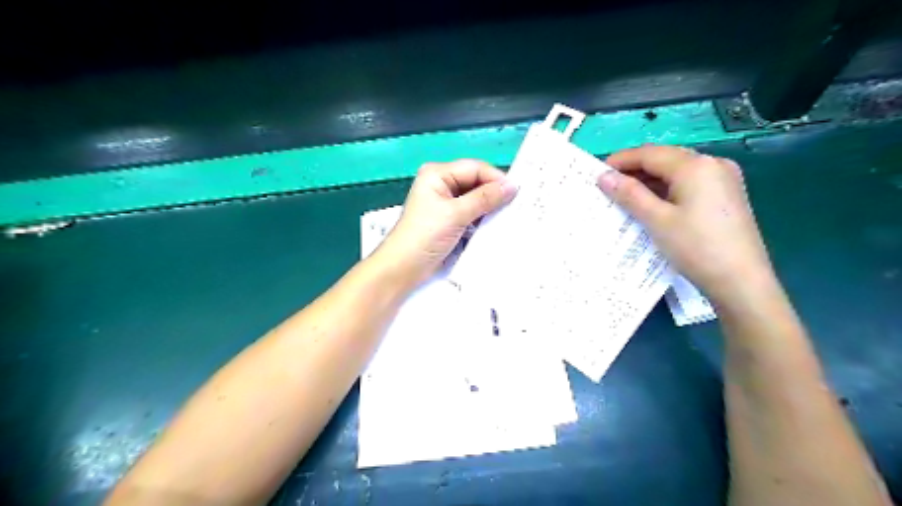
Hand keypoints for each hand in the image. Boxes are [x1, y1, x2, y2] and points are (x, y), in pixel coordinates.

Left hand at [372, 160, 513, 287]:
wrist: (403, 267)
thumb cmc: (425, 236)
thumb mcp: (456, 214)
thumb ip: (484, 198)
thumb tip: (513, 186)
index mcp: (437, 174)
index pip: (474, 168)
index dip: (495, 178)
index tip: (517, 193)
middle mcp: (441, 183)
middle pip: (475, 181)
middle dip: (494, 193)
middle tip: (517, 205)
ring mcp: (445, 202)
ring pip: (475, 198)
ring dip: (489, 207)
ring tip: (509, 215)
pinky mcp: (449, 220)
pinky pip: (471, 213)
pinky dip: (482, 218)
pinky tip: (494, 225)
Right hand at [597, 145, 774, 306]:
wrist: (741, 281)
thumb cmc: (696, 247)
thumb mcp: (657, 220)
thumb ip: (629, 194)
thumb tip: (604, 176)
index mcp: (695, 166)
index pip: (650, 154)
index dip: (622, 160)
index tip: (598, 172)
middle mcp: (712, 164)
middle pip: (665, 158)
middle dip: (635, 169)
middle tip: (609, 185)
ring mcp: (723, 178)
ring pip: (677, 171)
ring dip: (650, 180)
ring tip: (626, 196)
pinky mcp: (726, 194)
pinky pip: (690, 183)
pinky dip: (668, 189)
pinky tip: (653, 203)